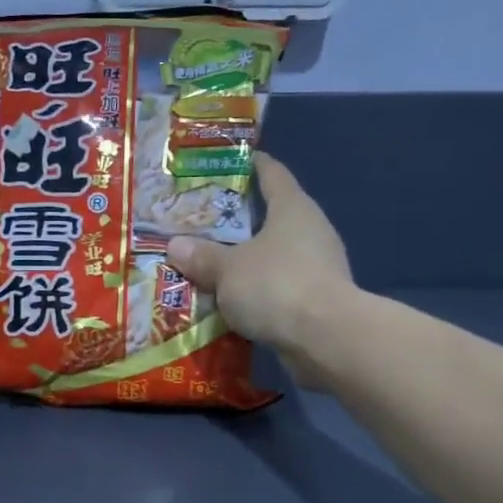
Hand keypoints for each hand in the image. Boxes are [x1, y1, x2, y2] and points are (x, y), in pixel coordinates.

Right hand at [166, 152, 353, 380]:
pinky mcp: (319, 300)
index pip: (271, 173)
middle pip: (271, 216)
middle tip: (202, 221)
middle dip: (238, 220)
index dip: (250, 164)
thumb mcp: (227, 269)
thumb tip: (176, 246)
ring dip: (247, 260)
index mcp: (292, 208)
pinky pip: (280, 287)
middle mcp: (311, 230)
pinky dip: (258, 291)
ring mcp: (319, 266)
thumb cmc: (276, 286)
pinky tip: (232, 301)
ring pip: (274, 255)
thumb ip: (202, 256)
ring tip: (211, 264)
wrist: (326, 340)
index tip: (227, 162)